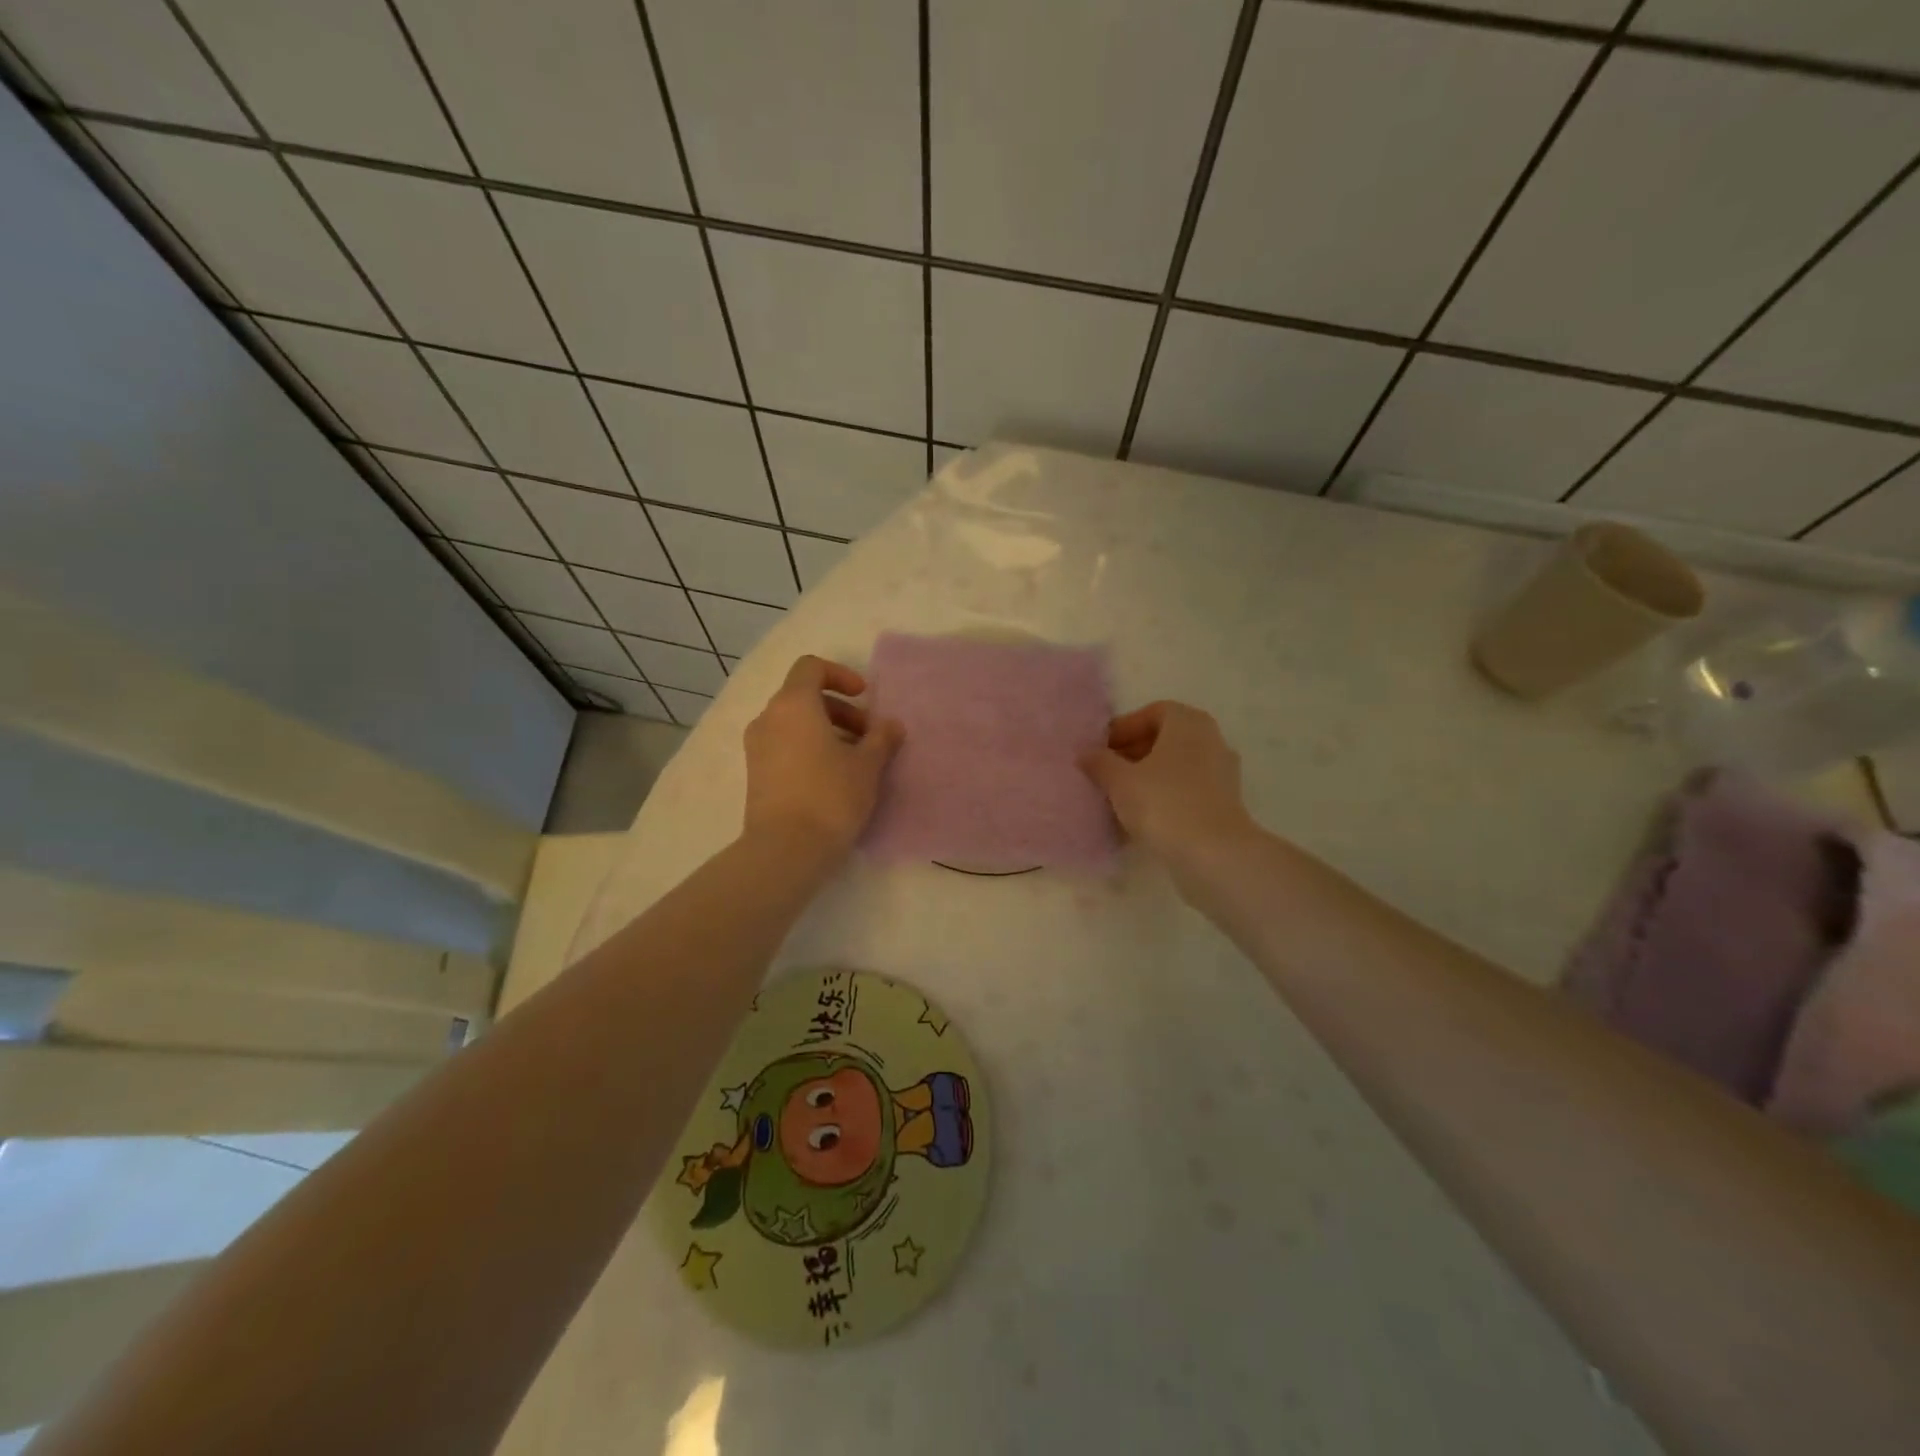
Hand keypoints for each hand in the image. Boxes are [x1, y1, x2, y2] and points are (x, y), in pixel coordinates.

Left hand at [743, 656, 901, 859]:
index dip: (840, 675)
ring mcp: (756, 747)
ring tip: (854, 759)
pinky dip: (808, 748)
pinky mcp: (755, 774)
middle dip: (840, 709)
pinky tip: (832, 777)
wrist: (786, 850)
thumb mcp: (867, 766)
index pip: (811, 667)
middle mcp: (768, 718)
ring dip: (826, 731)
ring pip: (794, 724)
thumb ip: (881, 738)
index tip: (864, 697)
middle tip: (868, 735)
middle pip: (803, 696)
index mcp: (793, 705)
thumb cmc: (830, 796)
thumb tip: (891, 725)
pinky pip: (784, 746)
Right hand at [1080, 701, 1255, 865]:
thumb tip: (1086, 753)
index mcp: (1188, 723)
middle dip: (1133, 753)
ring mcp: (1221, 773)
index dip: (1124, 728)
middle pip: (1166, 739)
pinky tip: (1141, 817)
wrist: (1213, 854)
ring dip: (1147, 777)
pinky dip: (1164, 796)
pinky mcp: (1224, 803)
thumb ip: (1100, 762)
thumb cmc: (1163, 803)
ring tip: (1119, 797)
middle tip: (1106, 773)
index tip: (1102, 750)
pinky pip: (1186, 790)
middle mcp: (1210, 740)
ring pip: (1176, 766)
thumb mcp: (1120, 781)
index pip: (1153, 712)